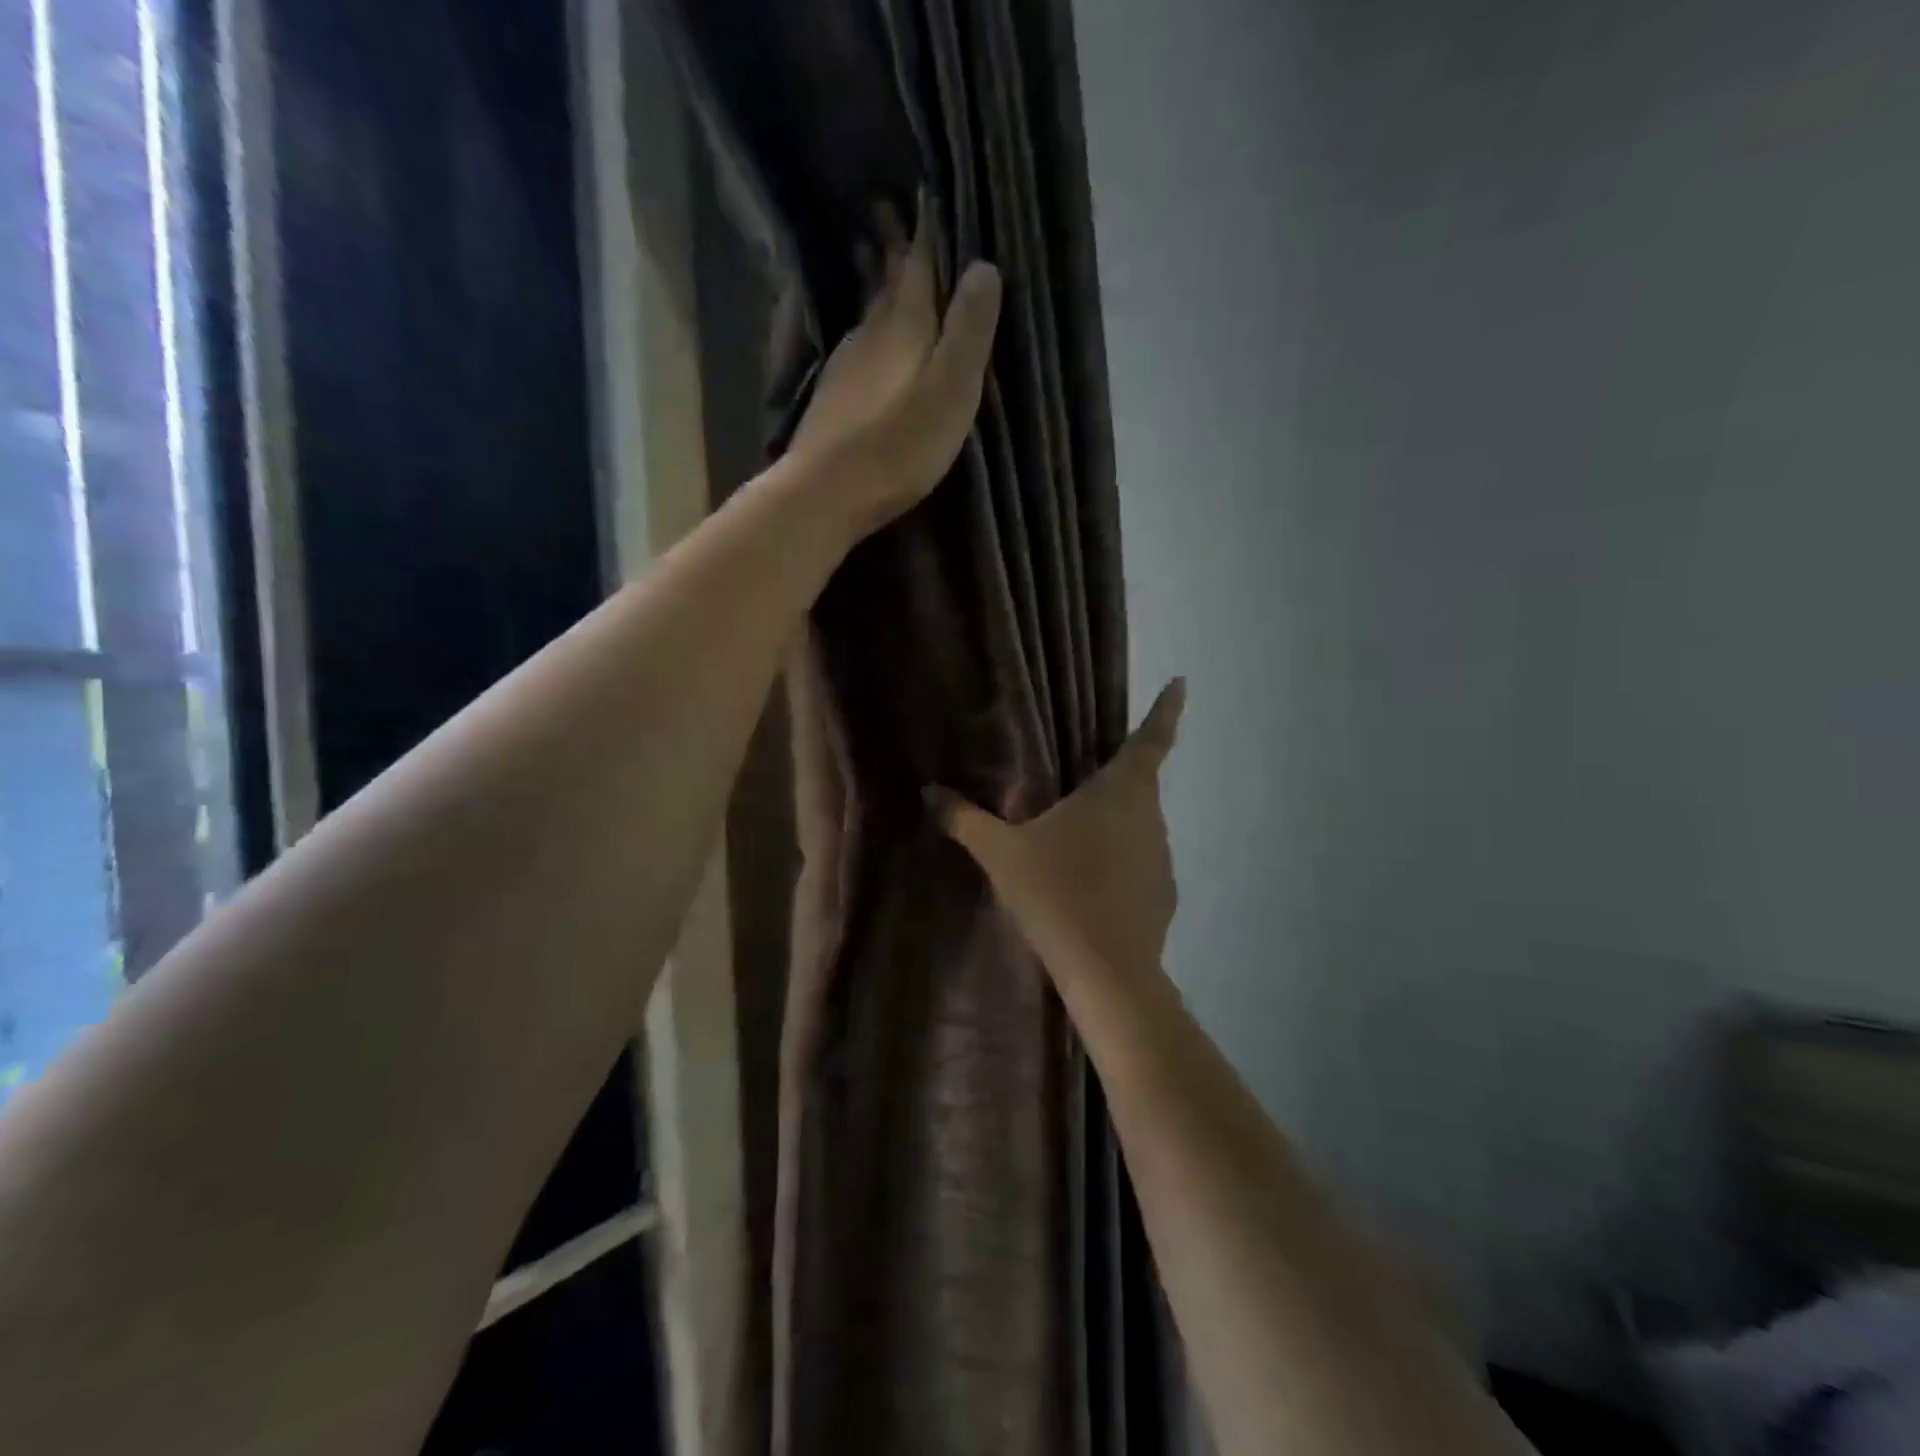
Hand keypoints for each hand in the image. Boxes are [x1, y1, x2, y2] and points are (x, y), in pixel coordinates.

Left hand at [788, 194, 1002, 533]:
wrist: (827, 492)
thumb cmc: (898, 446)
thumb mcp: (950, 391)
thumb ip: (968, 332)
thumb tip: (984, 266)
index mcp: (904, 327)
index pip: (917, 265)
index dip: (925, 231)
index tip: (926, 191)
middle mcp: (870, 335)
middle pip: (884, 283)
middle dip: (891, 249)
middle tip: (889, 210)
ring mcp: (845, 367)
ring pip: (866, 314)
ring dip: (874, 286)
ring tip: (874, 260)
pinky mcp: (832, 398)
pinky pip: (856, 347)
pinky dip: (866, 330)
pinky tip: (864, 340)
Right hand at [928, 679, 1186, 979]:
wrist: (1106, 971)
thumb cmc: (1056, 893)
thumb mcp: (1001, 853)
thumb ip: (965, 820)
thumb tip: (929, 792)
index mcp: (1120, 791)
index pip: (1151, 738)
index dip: (1166, 709)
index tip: (1182, 682)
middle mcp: (1149, 816)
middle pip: (1137, 783)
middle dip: (1113, 779)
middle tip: (1078, 784)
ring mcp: (1162, 856)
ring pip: (1136, 826)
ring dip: (1111, 826)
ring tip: (1073, 843)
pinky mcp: (1163, 894)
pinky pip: (1138, 863)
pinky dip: (1117, 864)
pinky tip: (1087, 886)